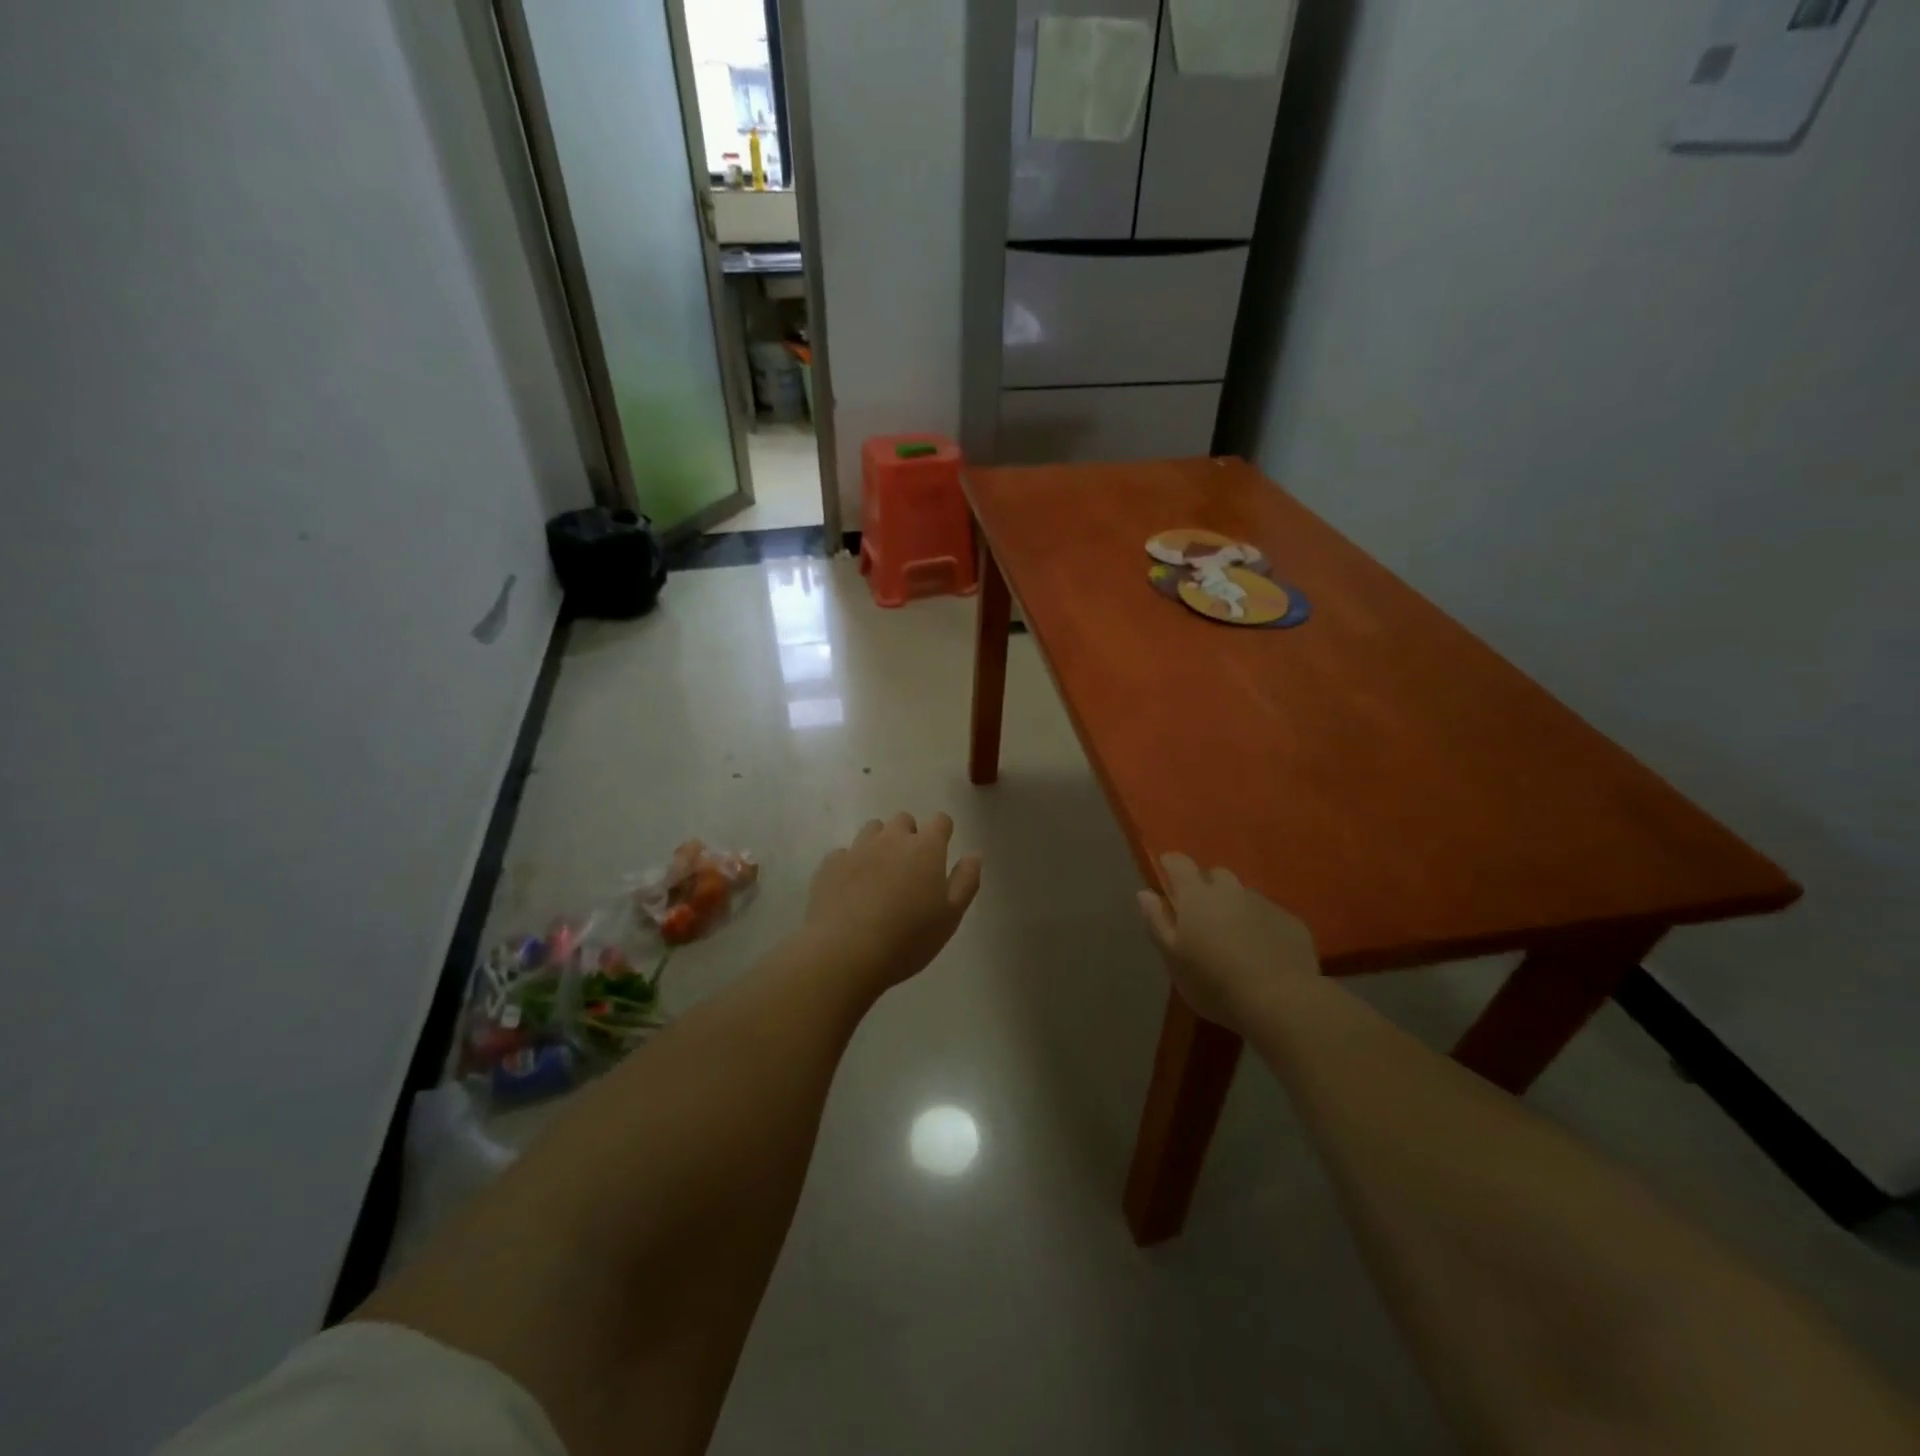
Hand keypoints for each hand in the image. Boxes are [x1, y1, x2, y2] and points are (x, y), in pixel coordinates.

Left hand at [803, 813, 981, 990]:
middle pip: (903, 820)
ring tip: (879, 875)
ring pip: (872, 830)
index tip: (941, 850)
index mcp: (925, 848)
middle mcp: (891, 839)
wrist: (845, 952)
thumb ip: (966, 881)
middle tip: (910, 868)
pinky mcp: (830, 865)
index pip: (940, 821)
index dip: (942, 832)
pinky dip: (851, 864)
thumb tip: (974, 854)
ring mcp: (857, 849)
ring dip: (879, 844)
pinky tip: (850, 890)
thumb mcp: (950, 916)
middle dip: (909, 836)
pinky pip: (844, 853)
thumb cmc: (908, 937)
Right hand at [1137, 854, 1319, 1029]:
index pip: (1179, 862)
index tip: (1166, 875)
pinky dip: (1262, 926)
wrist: (1281, 1002)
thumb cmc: (1214, 982)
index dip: (1171, 864)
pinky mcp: (1292, 923)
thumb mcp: (1173, 959)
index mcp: (1197, 896)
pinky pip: (1270, 916)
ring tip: (1234, 938)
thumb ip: (1157, 922)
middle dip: (1206, 887)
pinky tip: (1263, 953)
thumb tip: (1145, 893)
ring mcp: (1265, 904)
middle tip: (1202, 916)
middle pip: (1216, 875)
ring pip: (1244, 896)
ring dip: (1235, 908)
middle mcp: (1231, 891)